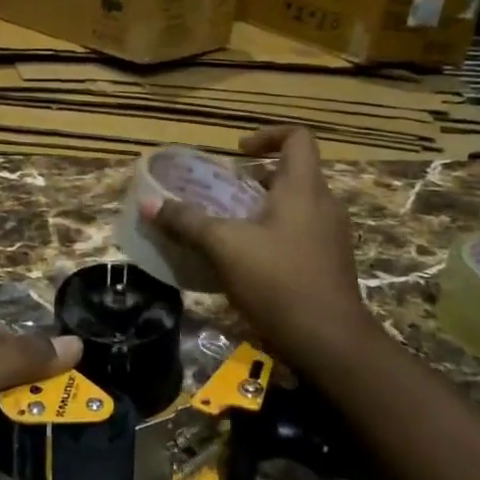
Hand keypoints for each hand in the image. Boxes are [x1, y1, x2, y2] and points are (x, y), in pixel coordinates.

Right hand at [142, 126, 369, 374]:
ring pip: (296, 205)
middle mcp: (324, 204)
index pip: (297, 137)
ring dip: (263, 207)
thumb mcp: (224, 248)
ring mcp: (331, 236)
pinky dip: (274, 234)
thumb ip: (187, 223)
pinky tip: (247, 260)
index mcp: (304, 188)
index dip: (267, 134)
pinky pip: (300, 232)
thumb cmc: (279, 282)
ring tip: (228, 226)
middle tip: (223, 193)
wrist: (331, 344)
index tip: (238, 152)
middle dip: (256, 178)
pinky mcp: (330, 263)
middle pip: (293, 172)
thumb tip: (148, 204)